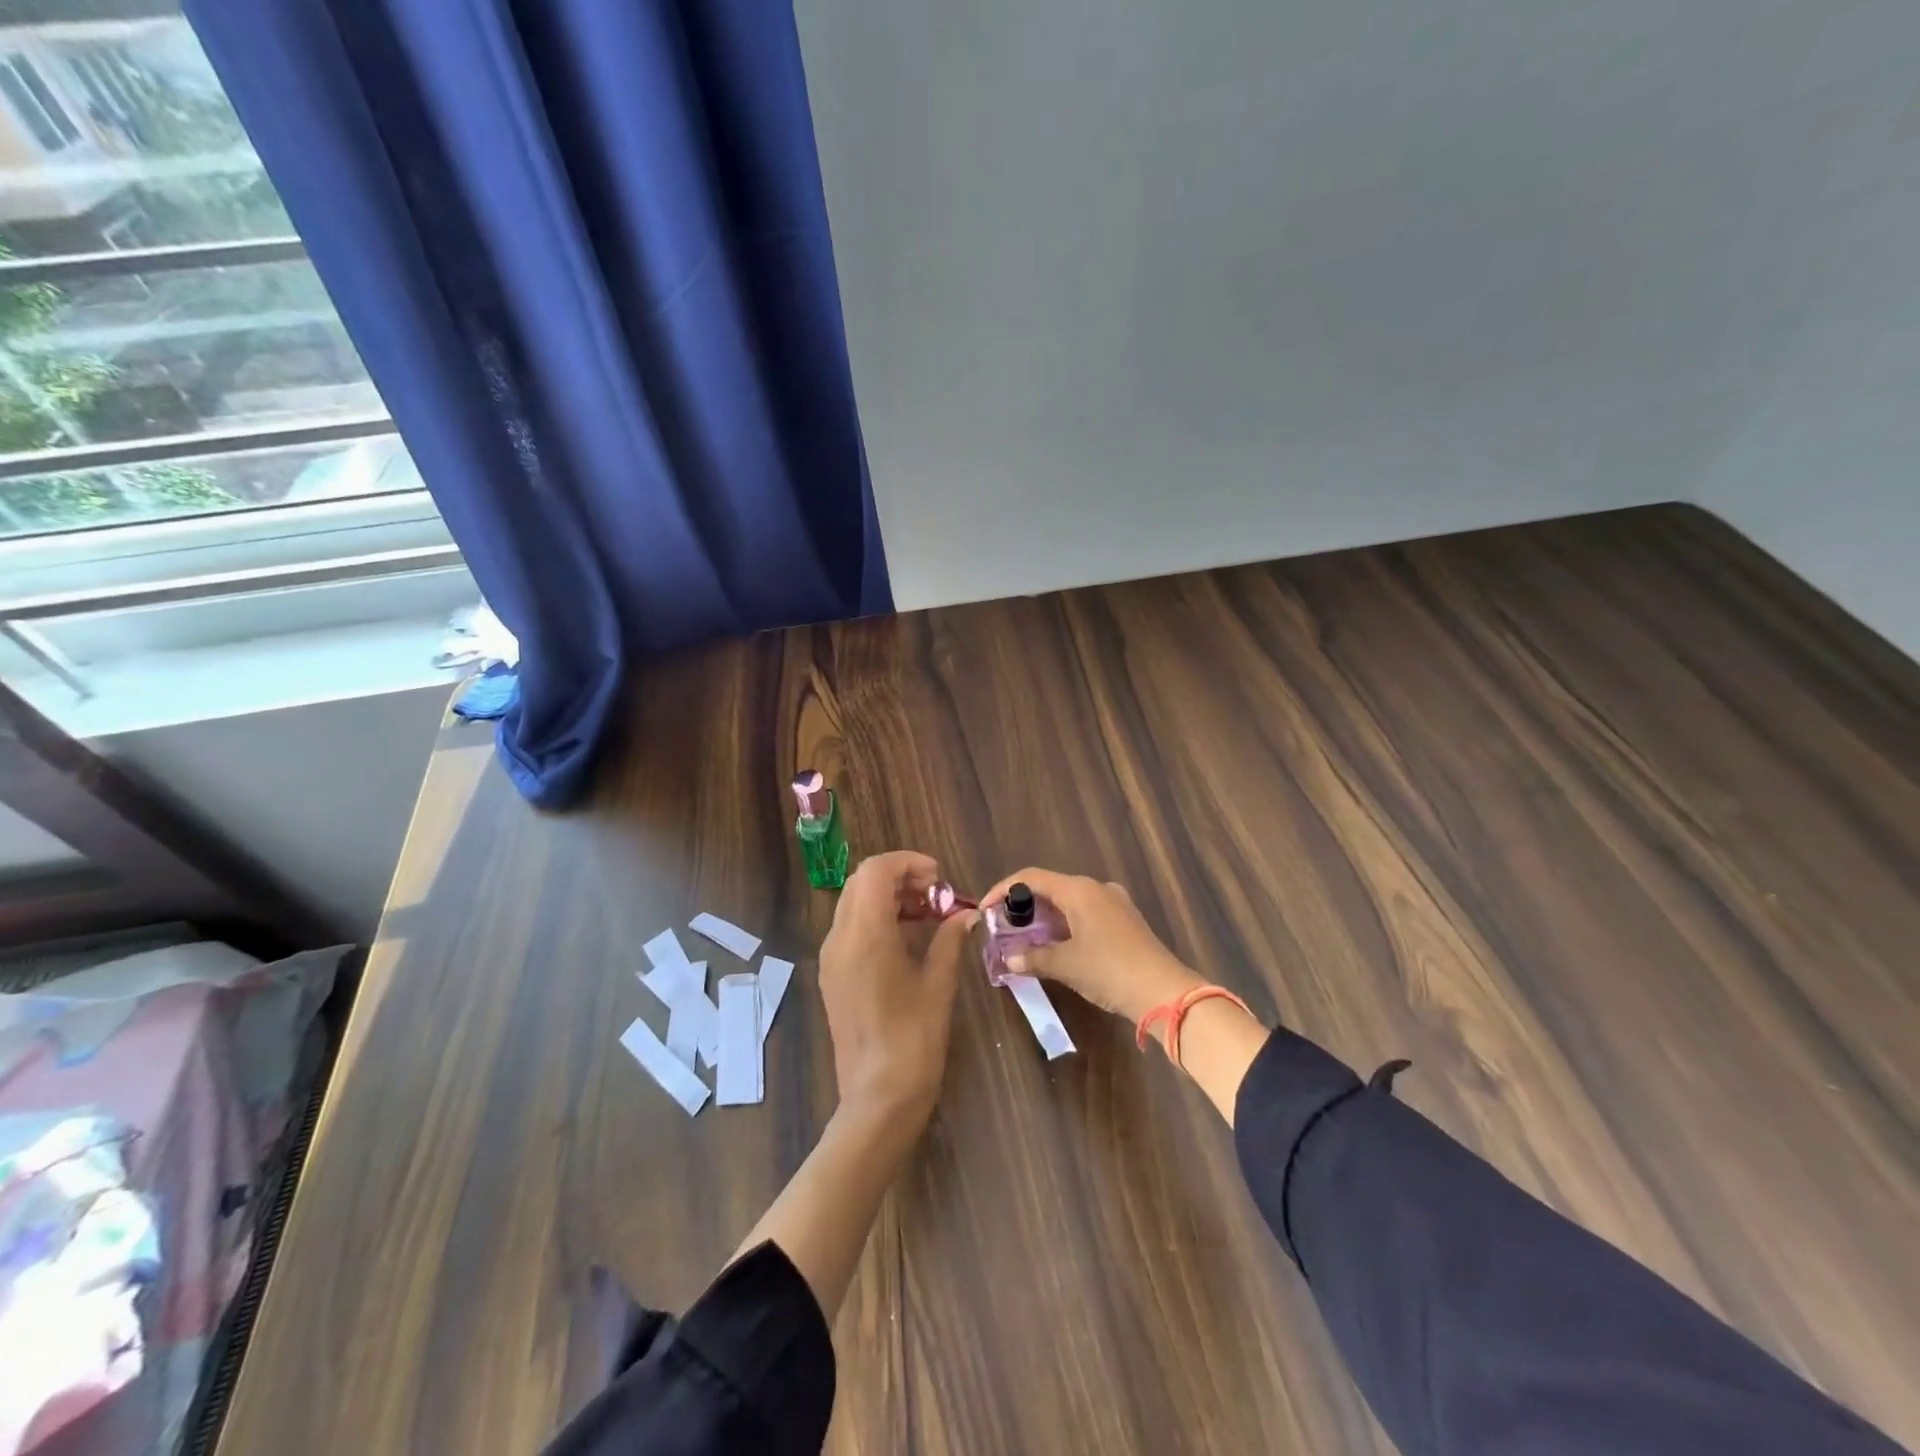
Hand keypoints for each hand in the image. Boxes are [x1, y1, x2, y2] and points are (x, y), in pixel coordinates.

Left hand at [819, 851, 976, 1124]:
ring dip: (889, 897)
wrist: (877, 1098)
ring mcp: (831, 957)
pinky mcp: (832, 975)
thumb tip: (966, 914)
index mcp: (865, 935)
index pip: (876, 870)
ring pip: (854, 903)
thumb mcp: (938, 984)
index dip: (908, 863)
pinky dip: (877, 918)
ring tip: (928, 914)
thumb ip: (949, 940)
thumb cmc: (914, 1039)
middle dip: (900, 878)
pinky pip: (851, 928)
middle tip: (936, 895)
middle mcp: (840, 938)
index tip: (940, 878)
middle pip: (862, 882)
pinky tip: (908, 938)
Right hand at [981, 868, 1202, 1022]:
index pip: (1031, 877)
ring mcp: (1114, 903)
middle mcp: (1096, 888)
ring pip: (1069, 902)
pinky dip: (1065, 925)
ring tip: (1025, 939)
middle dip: (1024, 906)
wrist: (1164, 991)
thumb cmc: (1109, 970)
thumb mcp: (1065, 965)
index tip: (985, 909)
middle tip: (1003, 927)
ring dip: (1044, 918)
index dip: (1003, 890)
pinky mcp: (1125, 921)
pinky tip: (1056, 946)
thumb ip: (1033, 958)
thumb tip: (1008, 958)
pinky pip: (1085, 914)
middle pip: (1050, 887)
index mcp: (1079, 889)